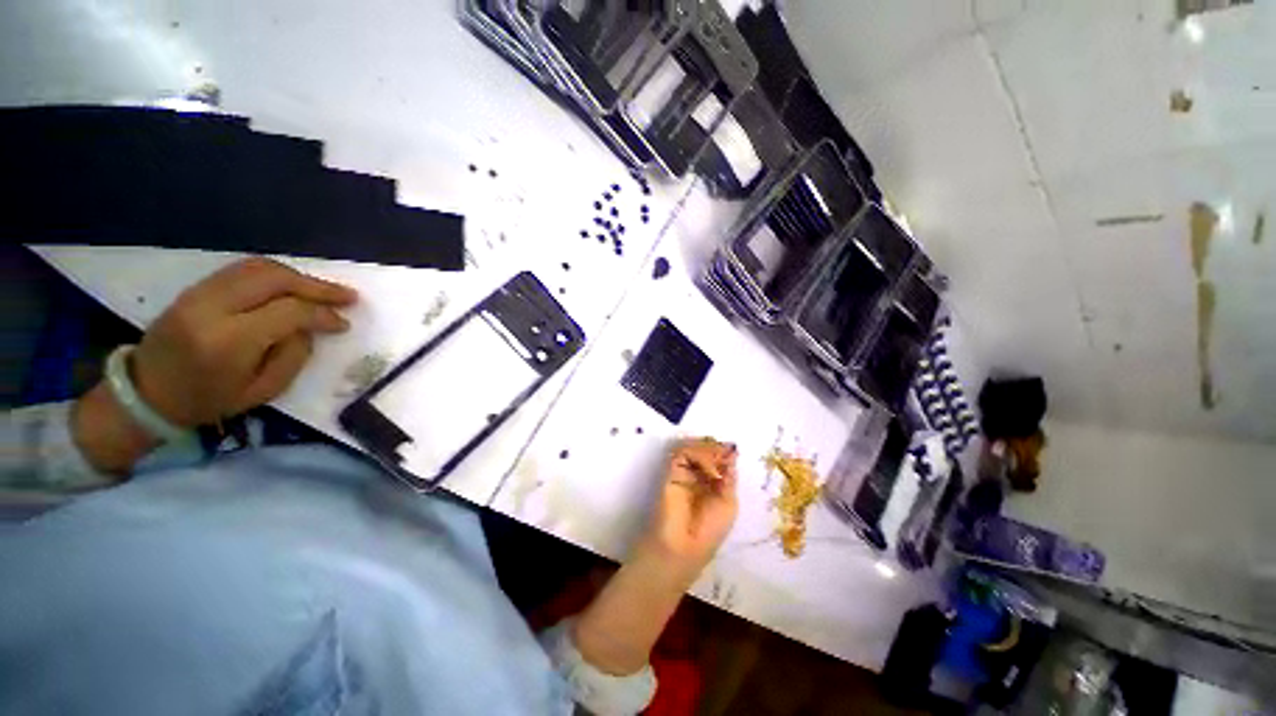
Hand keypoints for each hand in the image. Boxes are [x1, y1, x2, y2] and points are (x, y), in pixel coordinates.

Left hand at [131, 257, 356, 427]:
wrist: (147, 393)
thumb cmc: (208, 400)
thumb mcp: (262, 391)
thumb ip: (293, 356)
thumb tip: (311, 328)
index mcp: (229, 340)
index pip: (288, 312)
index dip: (322, 314)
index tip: (344, 323)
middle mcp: (212, 308)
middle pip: (274, 279)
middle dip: (317, 286)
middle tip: (347, 296)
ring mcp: (199, 293)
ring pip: (258, 268)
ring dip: (298, 277)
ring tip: (324, 291)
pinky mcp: (195, 288)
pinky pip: (242, 270)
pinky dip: (275, 274)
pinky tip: (293, 286)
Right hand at [639, 438, 738, 580]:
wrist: (683, 545)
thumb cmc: (710, 531)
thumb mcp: (728, 503)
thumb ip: (728, 477)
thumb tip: (731, 453)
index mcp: (713, 483)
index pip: (718, 460)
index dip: (725, 453)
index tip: (732, 450)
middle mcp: (698, 475)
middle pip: (706, 450)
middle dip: (716, 449)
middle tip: (725, 452)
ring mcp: (684, 471)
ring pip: (694, 448)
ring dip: (708, 450)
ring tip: (716, 464)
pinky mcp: (672, 470)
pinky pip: (683, 453)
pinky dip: (697, 454)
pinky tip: (708, 469)